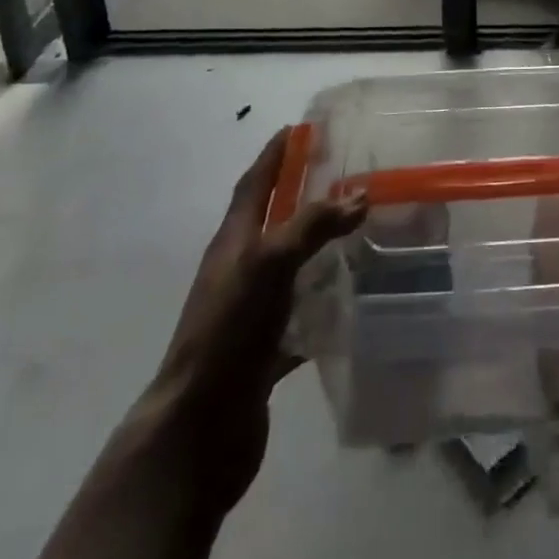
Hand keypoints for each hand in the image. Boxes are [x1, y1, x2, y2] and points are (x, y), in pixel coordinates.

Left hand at [147, 127, 367, 511]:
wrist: (198, 430)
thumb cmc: (228, 331)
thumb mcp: (268, 264)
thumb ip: (312, 225)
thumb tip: (359, 195)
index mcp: (233, 243)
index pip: (254, 184)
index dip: (274, 155)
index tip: (298, 129)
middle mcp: (239, 272)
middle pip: (272, 222)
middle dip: (301, 195)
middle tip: (343, 175)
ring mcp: (251, 313)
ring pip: (290, 269)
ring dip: (318, 249)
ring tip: (360, 233)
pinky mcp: (265, 351)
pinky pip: (301, 318)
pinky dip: (325, 305)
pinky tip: (355, 303)